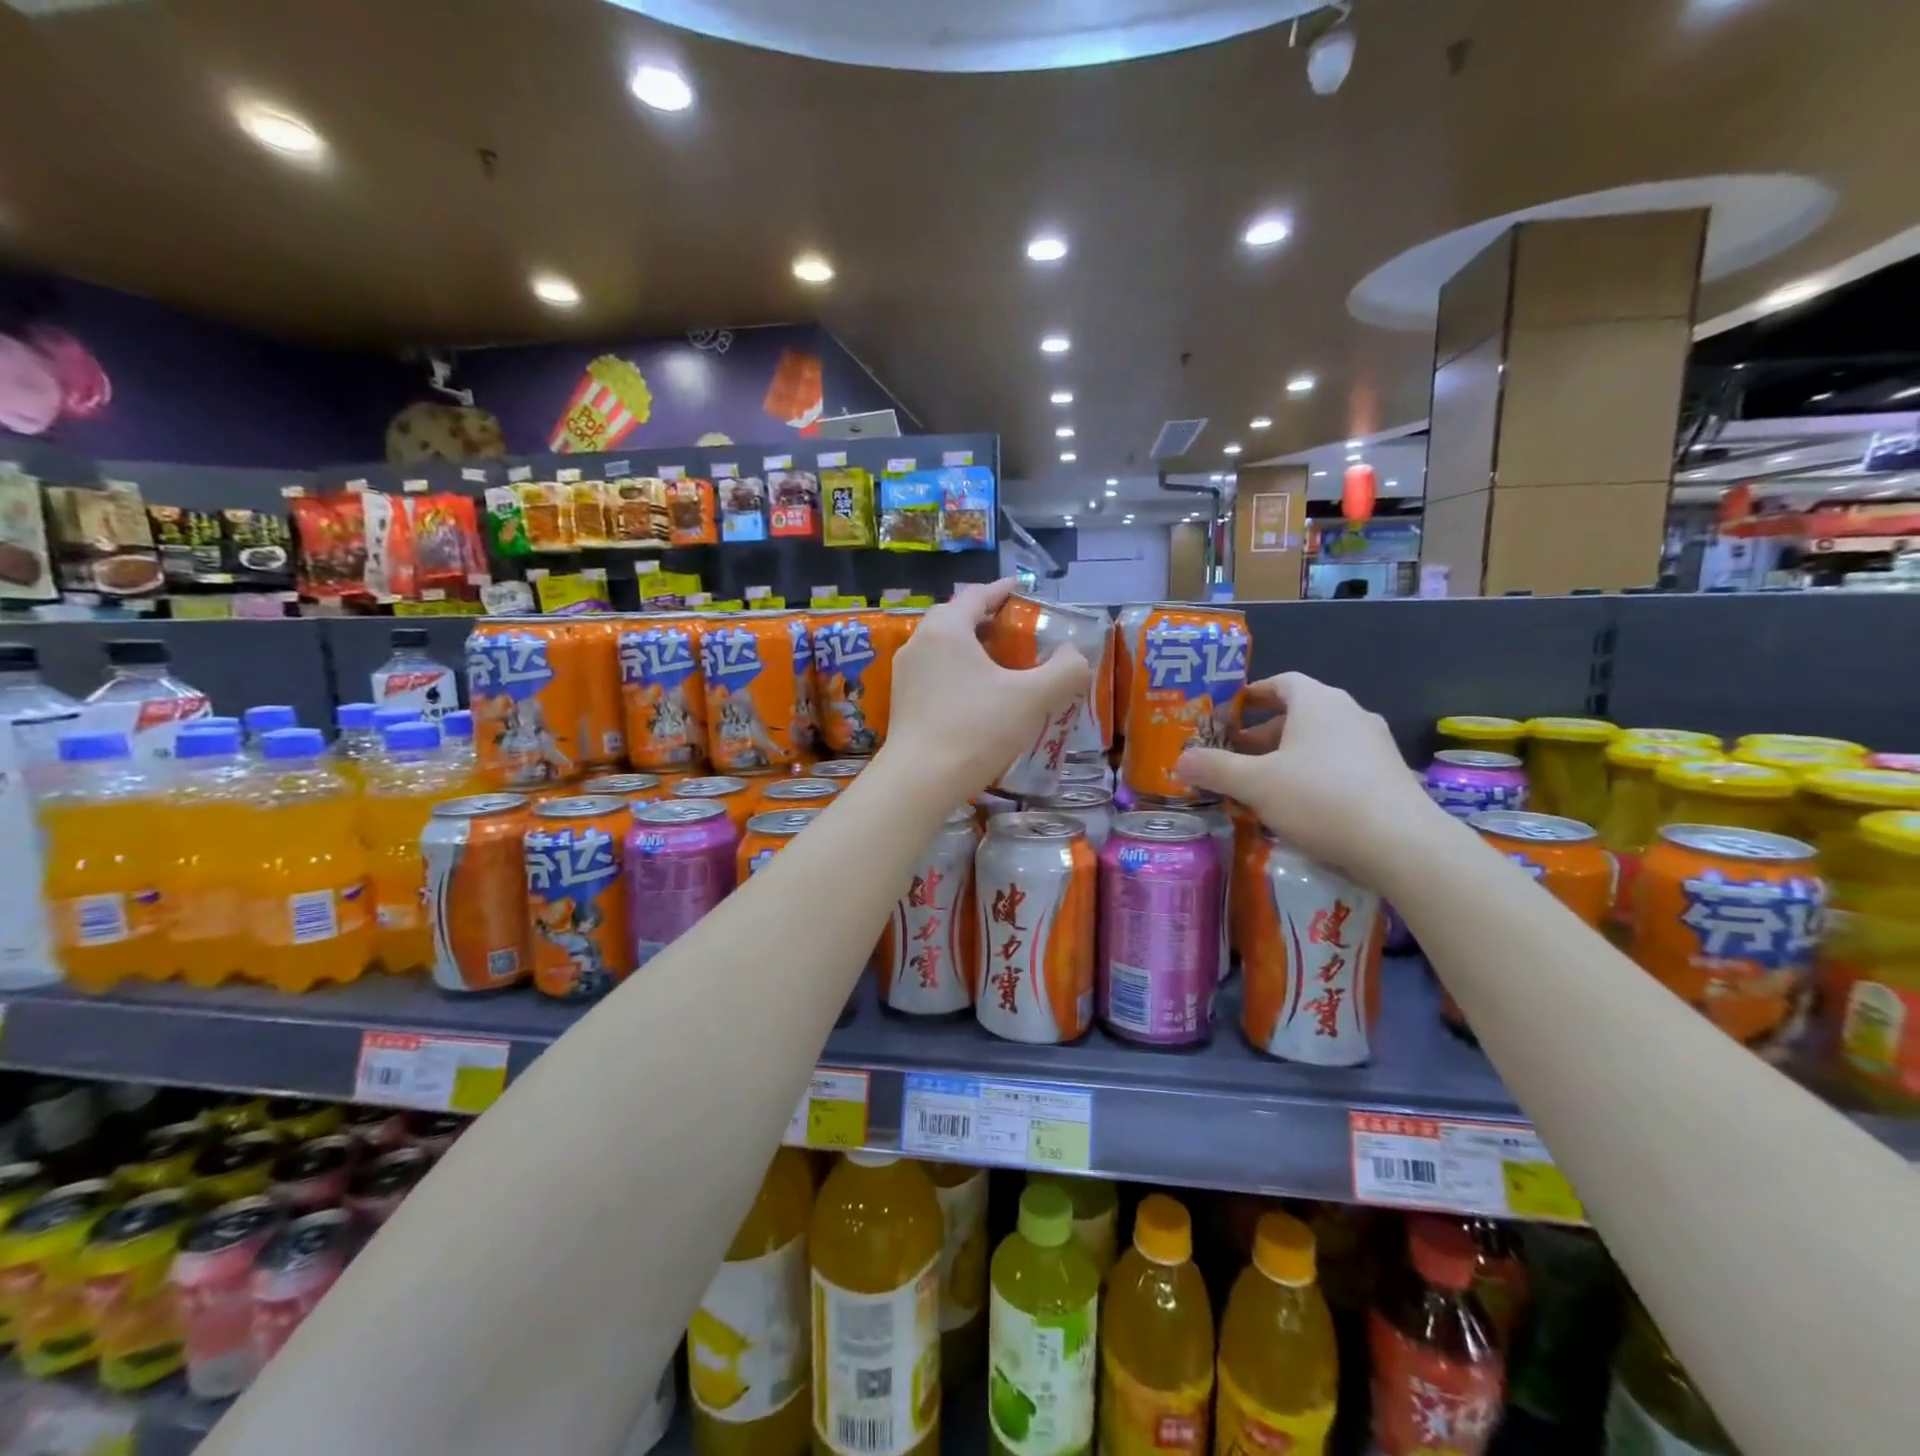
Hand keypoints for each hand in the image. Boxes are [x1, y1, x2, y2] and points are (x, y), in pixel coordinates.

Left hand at [881, 579, 1088, 802]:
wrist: (920, 781)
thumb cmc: (976, 729)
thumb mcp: (1032, 698)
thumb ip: (1065, 671)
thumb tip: (1075, 655)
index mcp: (946, 629)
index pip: (976, 595)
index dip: (1003, 591)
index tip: (1022, 591)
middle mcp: (919, 643)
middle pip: (957, 619)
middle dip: (988, 621)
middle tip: (1018, 633)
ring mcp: (905, 674)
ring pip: (944, 648)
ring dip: (972, 649)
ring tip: (1002, 666)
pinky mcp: (902, 702)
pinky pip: (935, 674)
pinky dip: (958, 673)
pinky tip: (978, 697)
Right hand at [1177, 672, 1443, 877]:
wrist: (1402, 843)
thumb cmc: (1320, 798)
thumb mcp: (1255, 784)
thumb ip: (1215, 769)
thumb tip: (1180, 760)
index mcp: (1317, 702)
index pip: (1281, 682)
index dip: (1253, 695)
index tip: (1229, 713)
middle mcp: (1350, 713)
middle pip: (1298, 714)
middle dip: (1262, 734)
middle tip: (1235, 756)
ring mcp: (1375, 744)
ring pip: (1319, 741)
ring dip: (1288, 757)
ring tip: (1262, 784)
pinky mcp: (1388, 775)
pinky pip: (1341, 764)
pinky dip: (1314, 775)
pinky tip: (1300, 806)